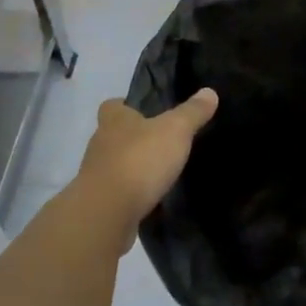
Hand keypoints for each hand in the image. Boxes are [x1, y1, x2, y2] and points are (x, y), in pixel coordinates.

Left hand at [74, 90, 218, 248]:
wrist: (107, 213)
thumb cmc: (140, 160)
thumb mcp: (175, 130)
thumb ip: (192, 112)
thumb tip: (209, 92)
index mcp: (114, 120)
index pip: (113, 105)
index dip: (127, 105)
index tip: (146, 111)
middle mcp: (100, 143)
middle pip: (114, 134)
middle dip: (134, 138)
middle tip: (161, 142)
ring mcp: (96, 175)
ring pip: (115, 163)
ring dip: (132, 166)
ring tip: (159, 171)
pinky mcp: (99, 202)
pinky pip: (117, 191)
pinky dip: (131, 192)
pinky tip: (150, 197)